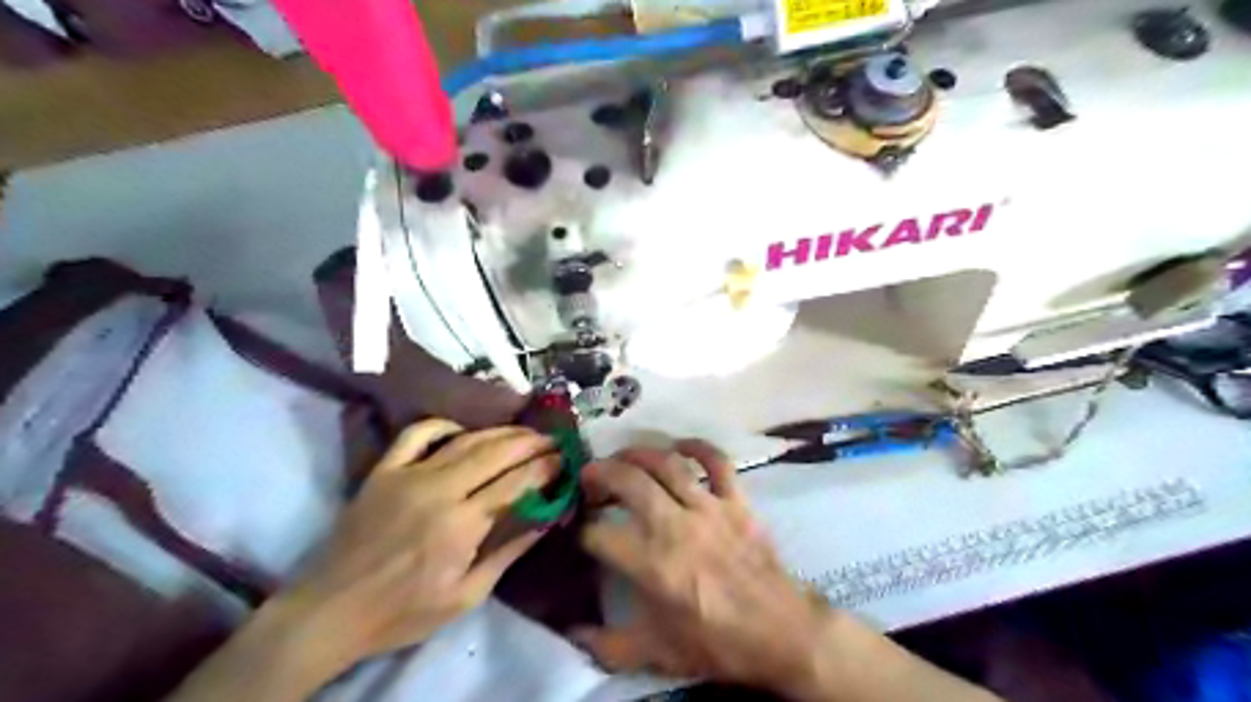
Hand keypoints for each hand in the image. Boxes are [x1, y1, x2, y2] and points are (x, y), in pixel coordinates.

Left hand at [167, 420, 557, 699]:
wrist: (330, 611)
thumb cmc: (403, 612)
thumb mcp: (466, 596)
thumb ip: (508, 551)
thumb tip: (546, 517)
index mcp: (461, 523)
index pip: (517, 482)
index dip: (546, 467)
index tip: (565, 460)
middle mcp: (439, 488)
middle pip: (496, 452)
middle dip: (531, 443)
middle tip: (553, 440)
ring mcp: (408, 474)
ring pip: (466, 440)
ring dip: (501, 432)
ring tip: (525, 432)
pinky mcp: (384, 470)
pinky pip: (417, 434)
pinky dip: (444, 425)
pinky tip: (463, 430)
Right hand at [569, 440, 834, 693]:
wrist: (780, 632)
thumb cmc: (716, 642)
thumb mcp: (657, 653)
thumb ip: (607, 646)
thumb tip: (571, 635)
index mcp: (651, 564)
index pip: (599, 534)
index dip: (582, 529)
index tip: (580, 530)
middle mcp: (674, 526)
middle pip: (628, 482)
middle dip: (600, 474)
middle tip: (588, 476)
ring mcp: (708, 508)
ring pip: (666, 464)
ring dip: (638, 454)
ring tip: (622, 456)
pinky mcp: (736, 501)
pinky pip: (717, 462)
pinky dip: (698, 447)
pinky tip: (680, 445)